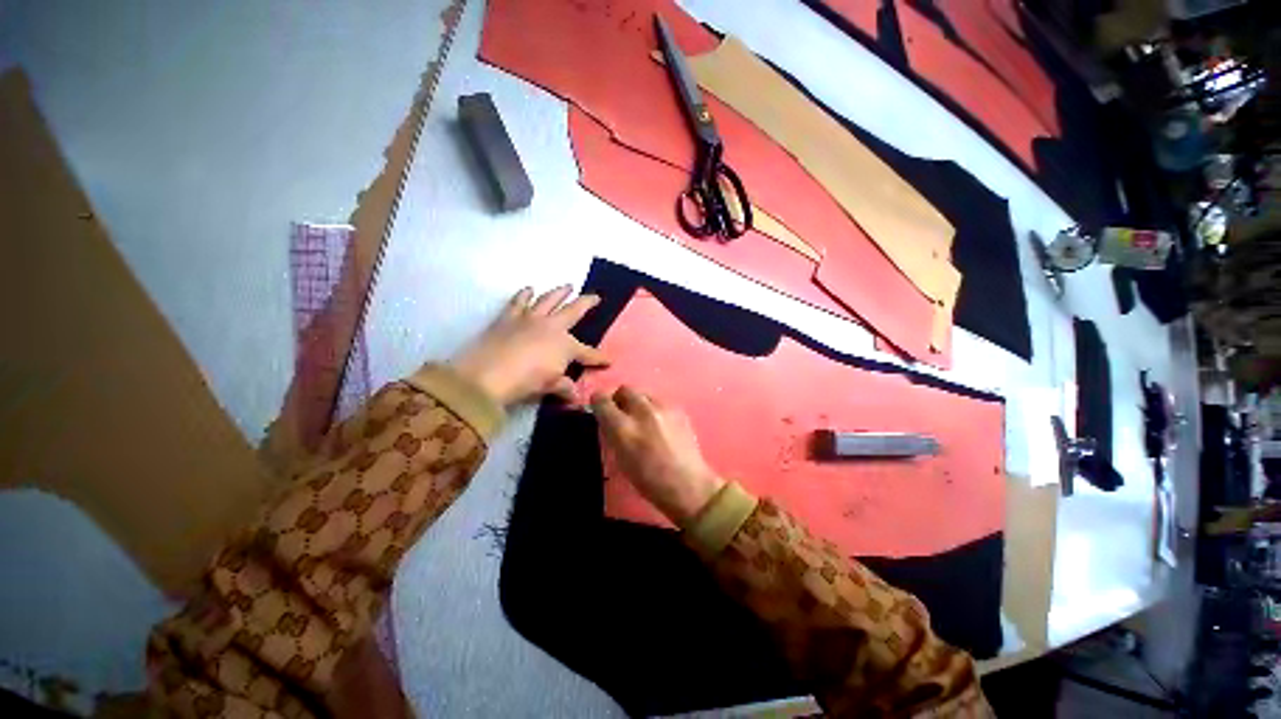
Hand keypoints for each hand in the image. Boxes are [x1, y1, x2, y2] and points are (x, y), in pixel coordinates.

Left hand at [450, 285, 608, 405]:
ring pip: (548, 300)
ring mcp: (530, 318)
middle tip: (595, 297)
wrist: (488, 374)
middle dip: (587, 303)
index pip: (587, 353)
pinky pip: (518, 302)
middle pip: (573, 311)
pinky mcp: (508, 317)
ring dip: (559, 292)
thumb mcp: (550, 386)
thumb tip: (575, 396)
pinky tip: (529, 289)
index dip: (599, 357)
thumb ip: (565, 388)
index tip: (609, 360)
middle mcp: (551, 326)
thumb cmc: (525, 381)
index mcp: (565, 345)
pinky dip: (524, 295)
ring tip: (567, 286)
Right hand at [591, 386, 723, 525]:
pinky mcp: (678, 409)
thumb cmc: (649, 481)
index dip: (598, 403)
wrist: (688, 485)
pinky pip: (659, 401)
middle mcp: (642, 412)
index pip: (602, 400)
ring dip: (638, 403)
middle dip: (619, 399)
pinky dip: (654, 409)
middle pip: (624, 389)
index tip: (600, 409)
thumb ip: (613, 434)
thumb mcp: (621, 460)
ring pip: (643, 394)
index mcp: (624, 429)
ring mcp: (663, 408)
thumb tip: (608, 419)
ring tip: (643, 421)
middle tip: (622, 414)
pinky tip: (660, 425)